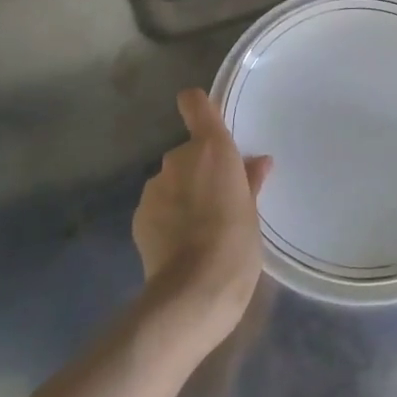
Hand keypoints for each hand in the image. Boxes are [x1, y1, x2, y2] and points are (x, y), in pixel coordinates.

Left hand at [132, 88, 271, 358]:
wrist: (193, 293)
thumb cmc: (236, 244)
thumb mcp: (252, 211)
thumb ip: (250, 181)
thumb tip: (257, 162)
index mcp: (212, 148)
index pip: (195, 103)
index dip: (199, 107)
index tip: (208, 122)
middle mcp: (178, 158)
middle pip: (187, 152)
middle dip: (198, 170)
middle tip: (217, 200)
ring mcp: (154, 187)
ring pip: (171, 181)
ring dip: (182, 194)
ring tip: (198, 228)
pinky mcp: (139, 216)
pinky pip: (158, 206)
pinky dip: (167, 217)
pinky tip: (180, 245)